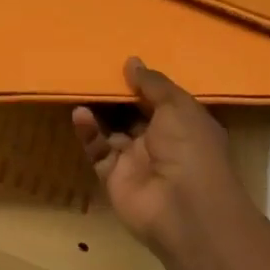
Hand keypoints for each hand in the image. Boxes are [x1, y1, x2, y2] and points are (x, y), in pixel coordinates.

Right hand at [71, 57, 259, 256]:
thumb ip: (152, 83)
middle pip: (132, 114)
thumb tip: (132, 61)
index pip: (159, 100)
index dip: (141, 83)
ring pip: (111, 130)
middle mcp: (160, 142)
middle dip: (115, 96)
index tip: (119, 64)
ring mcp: (136, 160)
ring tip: (80, 88)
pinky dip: (88, 132)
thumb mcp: (177, 106)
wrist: (184, 208)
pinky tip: (79, 114)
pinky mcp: (113, 176)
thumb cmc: (190, 148)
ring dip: (98, 111)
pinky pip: (98, 149)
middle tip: (92, 72)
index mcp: (183, 124)